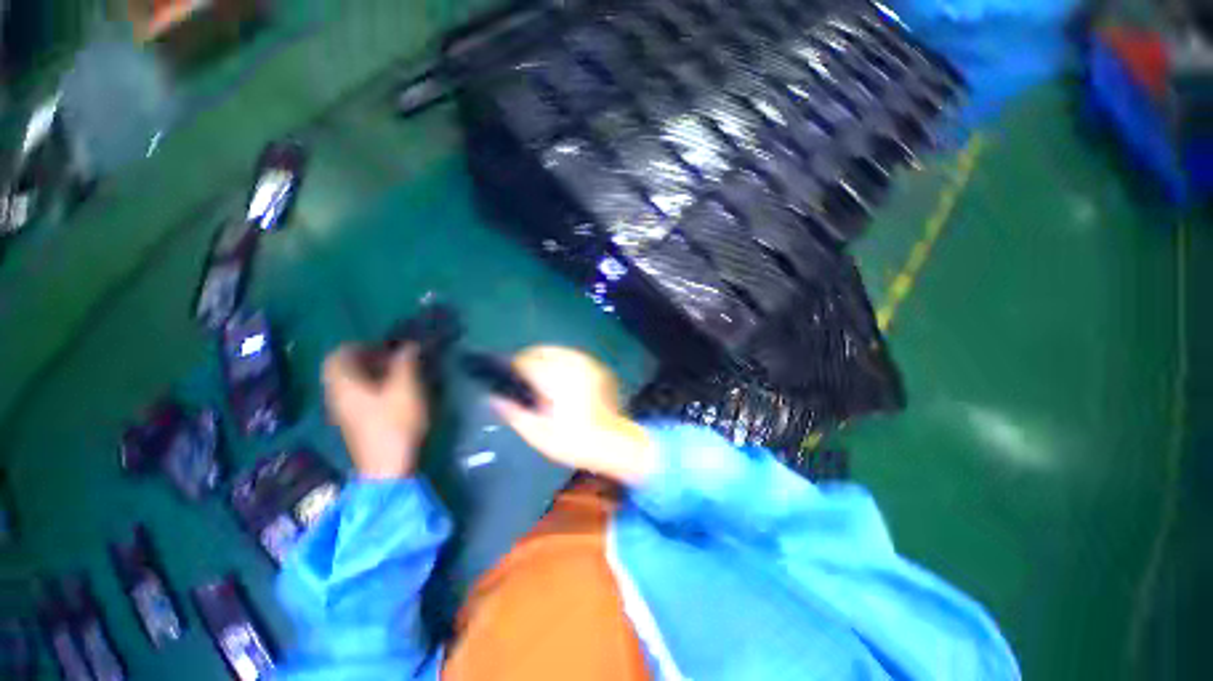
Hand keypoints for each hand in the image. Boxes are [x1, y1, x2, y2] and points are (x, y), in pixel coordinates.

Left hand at [322, 344, 428, 478]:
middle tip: (394, 359)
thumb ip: (405, 363)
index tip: (385, 347)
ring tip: (399, 374)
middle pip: (343, 370)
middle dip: (368, 359)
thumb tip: (408, 345)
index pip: (338, 355)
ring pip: (351, 384)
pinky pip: (357, 396)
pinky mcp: (355, 424)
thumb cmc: (395, 422)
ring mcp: (344, 412)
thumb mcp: (405, 388)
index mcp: (344, 384)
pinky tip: (395, 393)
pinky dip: (373, 388)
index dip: (360, 346)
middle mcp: (337, 396)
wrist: (388, 466)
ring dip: (372, 374)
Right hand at [492, 346, 656, 484]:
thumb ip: (512, 412)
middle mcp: (573, 365)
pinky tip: (562, 380)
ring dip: (546, 360)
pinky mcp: (599, 368)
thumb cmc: (574, 441)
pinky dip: (563, 363)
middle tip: (523, 381)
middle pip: (542, 350)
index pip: (526, 360)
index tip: (506, 377)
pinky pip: (574, 357)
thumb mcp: (538, 433)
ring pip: (558, 351)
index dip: (512, 367)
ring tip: (541, 380)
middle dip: (529, 361)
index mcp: (556, 378)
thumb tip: (493, 397)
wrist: (614, 443)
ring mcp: (589, 364)